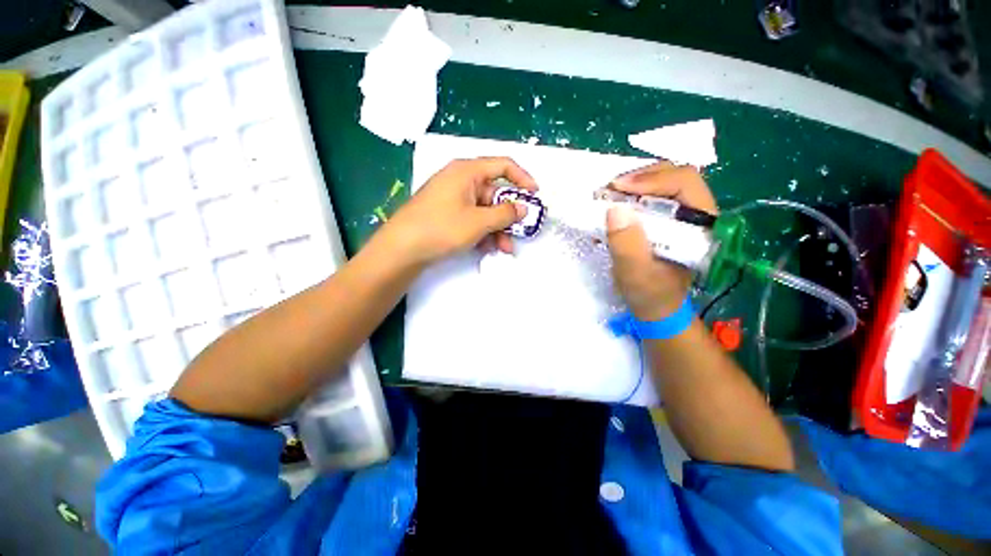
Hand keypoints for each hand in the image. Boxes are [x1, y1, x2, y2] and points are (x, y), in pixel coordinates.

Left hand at [378, 157, 537, 266]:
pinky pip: (472, 218)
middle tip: (518, 234)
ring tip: (503, 249)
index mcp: (467, 171)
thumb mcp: (478, 221)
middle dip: (508, 216)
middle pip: (494, 193)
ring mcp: (452, 198)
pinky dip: (482, 232)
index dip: (522, 178)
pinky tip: (486, 248)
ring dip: (496, 229)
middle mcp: (460, 180)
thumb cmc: (441, 228)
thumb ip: (505, 214)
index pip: (503, 165)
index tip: (535, 195)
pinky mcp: (447, 214)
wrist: (402, 249)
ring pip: (484, 210)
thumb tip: (523, 208)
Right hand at [606, 163, 717, 320]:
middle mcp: (695, 214)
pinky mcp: (666, 221)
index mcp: (701, 226)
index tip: (617, 188)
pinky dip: (628, 198)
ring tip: (607, 198)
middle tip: (608, 190)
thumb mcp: (635, 274)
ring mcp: (680, 216)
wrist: (655, 307)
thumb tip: (615, 209)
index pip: (684, 183)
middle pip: (672, 177)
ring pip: (660, 184)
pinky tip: (612, 210)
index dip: (651, 180)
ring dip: (631, 187)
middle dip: (638, 179)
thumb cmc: (650, 294)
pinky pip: (649, 198)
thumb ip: (627, 245)